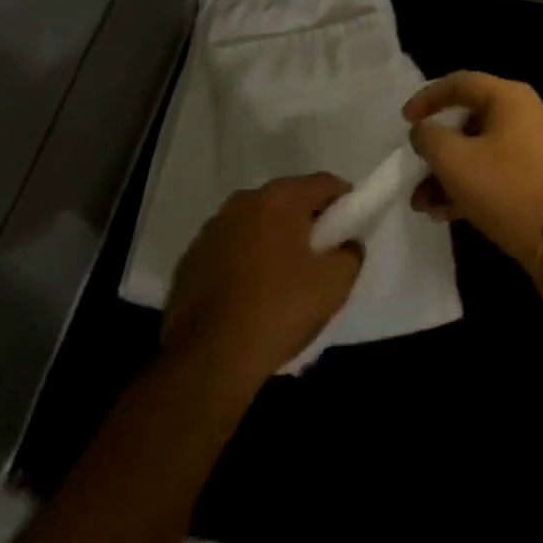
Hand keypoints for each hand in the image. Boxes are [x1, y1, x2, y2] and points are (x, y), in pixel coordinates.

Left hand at [163, 174, 361, 386]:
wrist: (209, 358)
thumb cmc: (279, 309)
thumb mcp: (334, 283)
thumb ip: (350, 253)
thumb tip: (346, 244)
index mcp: (278, 198)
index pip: (324, 184)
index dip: (346, 201)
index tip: (353, 228)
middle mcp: (241, 202)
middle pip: (288, 202)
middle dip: (307, 222)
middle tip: (322, 255)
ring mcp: (210, 230)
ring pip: (256, 225)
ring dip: (274, 241)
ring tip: (285, 279)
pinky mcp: (189, 260)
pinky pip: (230, 250)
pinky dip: (245, 262)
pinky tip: (251, 296)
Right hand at [403, 72, 542, 271]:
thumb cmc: (505, 190)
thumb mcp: (453, 160)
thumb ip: (429, 137)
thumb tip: (424, 130)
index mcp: (511, 98)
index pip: (460, 83)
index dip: (427, 98)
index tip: (404, 120)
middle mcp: (528, 113)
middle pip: (469, 120)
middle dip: (436, 149)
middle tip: (415, 167)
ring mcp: (538, 145)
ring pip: (481, 150)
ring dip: (449, 173)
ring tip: (423, 204)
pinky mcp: (540, 174)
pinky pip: (497, 169)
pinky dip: (471, 184)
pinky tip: (445, 212)